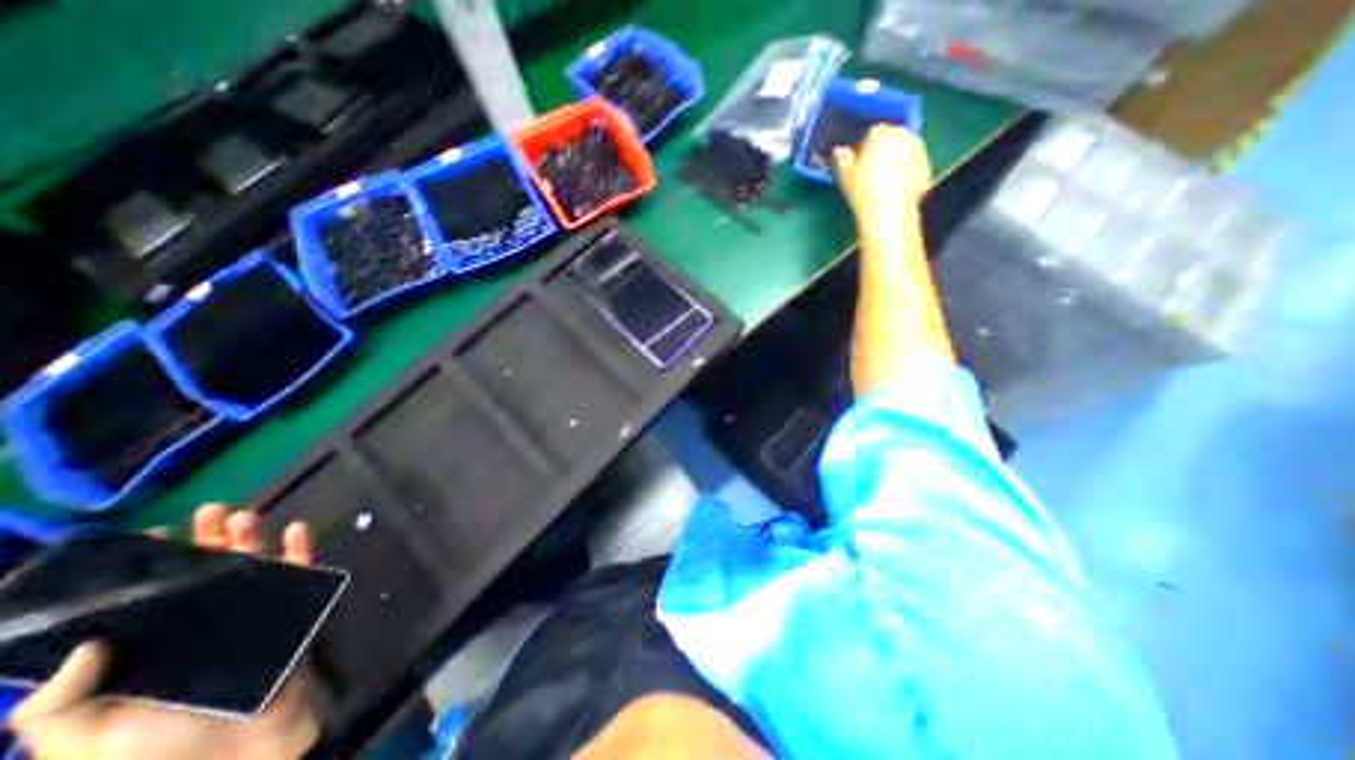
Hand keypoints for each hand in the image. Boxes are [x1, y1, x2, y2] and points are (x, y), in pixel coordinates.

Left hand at [12, 507, 319, 758]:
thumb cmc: (154, 755)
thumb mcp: (80, 743)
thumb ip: (54, 705)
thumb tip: (85, 643)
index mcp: (150, 648)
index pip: (145, 598)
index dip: (144, 566)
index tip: (147, 536)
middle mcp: (201, 624)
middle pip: (204, 573)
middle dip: (207, 540)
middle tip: (209, 512)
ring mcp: (251, 616)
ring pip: (254, 567)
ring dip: (252, 538)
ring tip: (244, 516)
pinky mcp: (292, 612)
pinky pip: (301, 574)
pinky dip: (301, 549)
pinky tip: (297, 530)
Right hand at [839, 123, 931, 226]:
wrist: (889, 211)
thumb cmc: (863, 190)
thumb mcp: (846, 176)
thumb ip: (842, 160)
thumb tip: (839, 151)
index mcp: (881, 135)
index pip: (873, 132)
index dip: (865, 145)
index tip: (859, 160)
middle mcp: (904, 136)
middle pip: (893, 137)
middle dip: (885, 148)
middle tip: (873, 169)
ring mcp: (919, 151)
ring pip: (906, 150)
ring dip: (898, 159)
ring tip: (886, 179)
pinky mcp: (928, 168)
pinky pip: (915, 165)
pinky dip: (908, 172)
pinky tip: (897, 188)